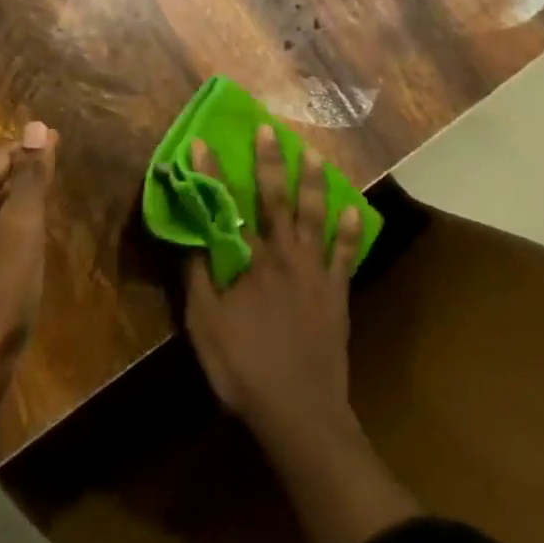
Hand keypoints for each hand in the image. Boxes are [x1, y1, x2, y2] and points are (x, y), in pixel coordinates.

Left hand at [0, 121, 57, 385]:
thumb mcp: (23, 225)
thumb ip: (30, 176)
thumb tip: (35, 126)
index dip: (27, 148)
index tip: (56, 140)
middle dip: (21, 171)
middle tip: (54, 164)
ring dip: (16, 201)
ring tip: (46, 197)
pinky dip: (10, 229)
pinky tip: (28, 242)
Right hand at [183, 127, 364, 437]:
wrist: (300, 412)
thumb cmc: (244, 369)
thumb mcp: (204, 326)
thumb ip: (196, 278)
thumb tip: (189, 235)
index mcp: (248, 260)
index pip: (225, 206)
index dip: (211, 172)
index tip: (200, 141)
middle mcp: (282, 255)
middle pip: (275, 198)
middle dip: (269, 161)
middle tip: (269, 129)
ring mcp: (313, 272)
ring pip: (314, 216)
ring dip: (313, 183)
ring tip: (315, 155)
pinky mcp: (336, 293)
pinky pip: (344, 255)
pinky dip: (349, 231)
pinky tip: (354, 210)